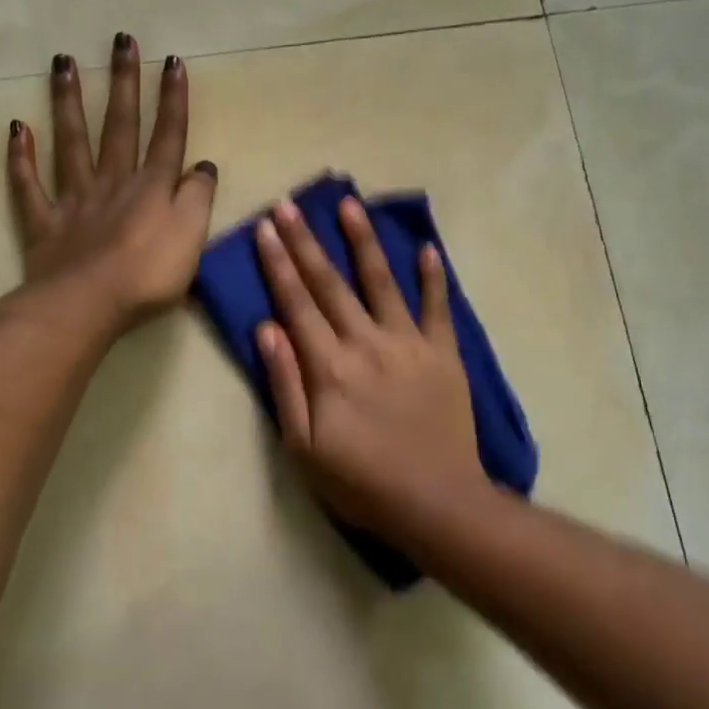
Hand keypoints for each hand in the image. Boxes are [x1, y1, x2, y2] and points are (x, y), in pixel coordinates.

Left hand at [8, 34, 217, 329]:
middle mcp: (113, 181)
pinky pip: (29, 186)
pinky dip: (21, 157)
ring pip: (72, 142)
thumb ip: (199, 196)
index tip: (172, 60)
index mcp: (152, 186)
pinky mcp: (45, 223)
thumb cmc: (150, 274)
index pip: (167, 134)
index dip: (172, 99)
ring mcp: (75, 199)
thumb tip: (202, 165)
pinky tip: (17, 128)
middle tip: (120, 39)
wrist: (90, 304)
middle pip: (120, 125)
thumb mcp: (193, 235)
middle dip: (124, 82)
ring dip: (69, 102)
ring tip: (63, 62)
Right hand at [254, 194, 491, 539]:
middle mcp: (366, 343)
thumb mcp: (303, 447)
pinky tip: (427, 248)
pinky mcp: (444, 354)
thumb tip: (267, 328)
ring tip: (349, 204)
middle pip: (330, 284)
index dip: (278, 264)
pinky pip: (438, 308)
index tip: (265, 228)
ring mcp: (409, 344)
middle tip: (289, 205)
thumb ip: (284, 384)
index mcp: (329, 367)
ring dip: (363, 241)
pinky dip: (434, 277)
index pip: (296, 304)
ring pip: (382, 282)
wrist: (436, 503)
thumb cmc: (361, 483)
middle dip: (306, 242)